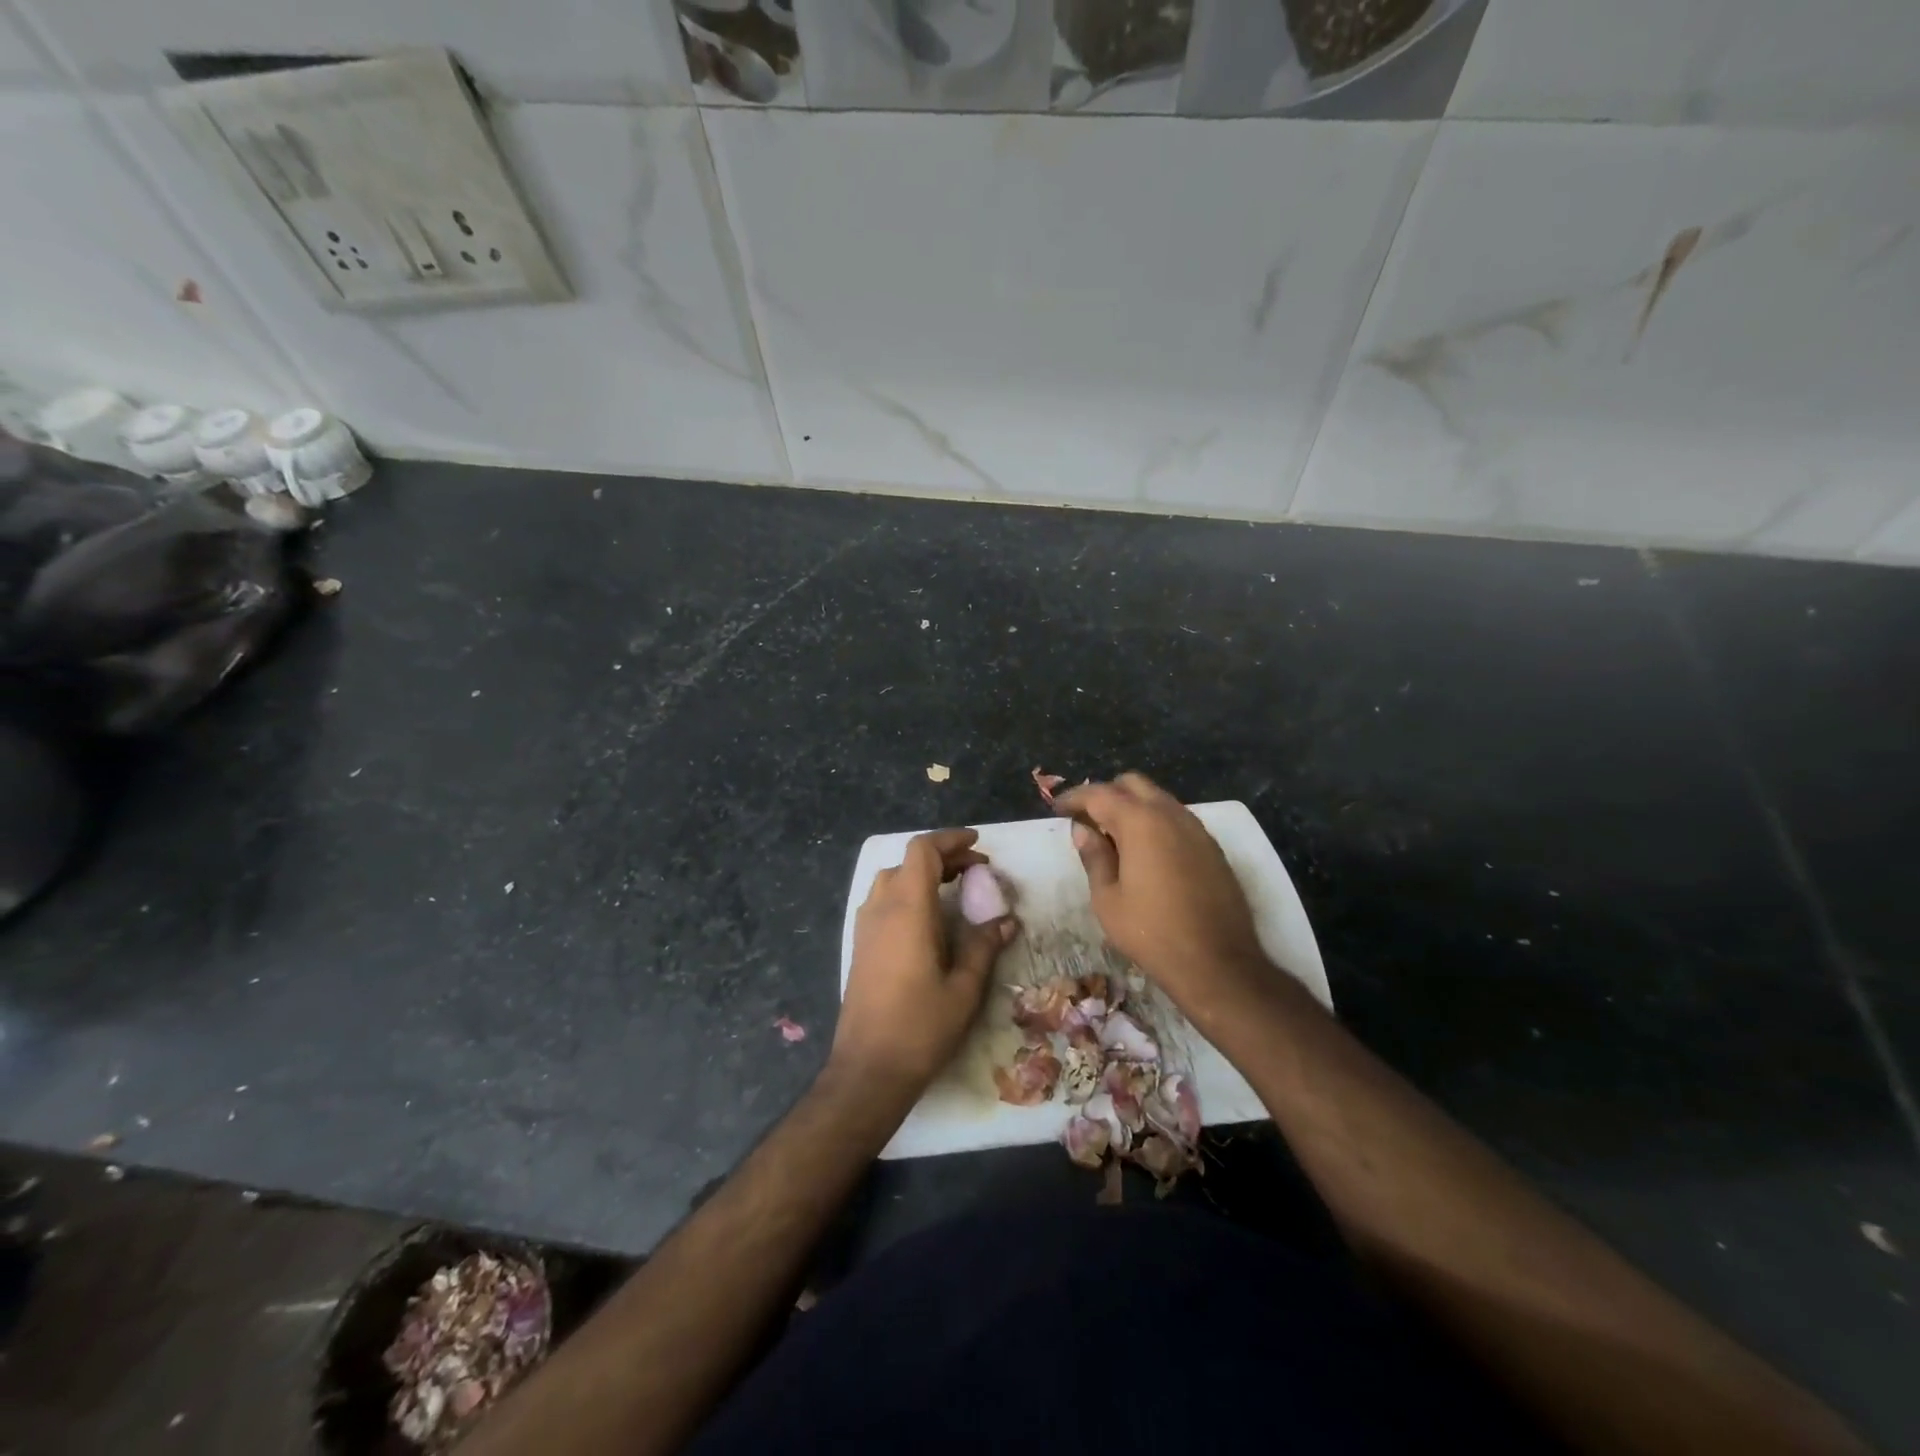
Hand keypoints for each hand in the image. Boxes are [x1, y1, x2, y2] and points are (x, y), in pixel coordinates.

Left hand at [832, 829, 1018, 1102]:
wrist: (868, 1069)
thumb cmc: (921, 1027)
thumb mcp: (965, 988)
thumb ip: (985, 946)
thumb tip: (1007, 920)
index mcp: (907, 909)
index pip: (923, 851)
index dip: (950, 840)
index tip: (978, 846)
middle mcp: (881, 908)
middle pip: (908, 861)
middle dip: (943, 857)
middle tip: (976, 872)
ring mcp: (865, 926)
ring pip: (892, 879)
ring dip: (922, 875)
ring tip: (955, 891)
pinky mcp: (860, 945)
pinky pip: (882, 901)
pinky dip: (907, 893)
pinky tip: (928, 920)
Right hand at [1052, 773, 1276, 1025]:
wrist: (1218, 963)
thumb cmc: (1152, 933)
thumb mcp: (1108, 899)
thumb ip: (1094, 857)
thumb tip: (1083, 830)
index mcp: (1140, 822)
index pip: (1100, 794)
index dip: (1074, 798)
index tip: (1058, 809)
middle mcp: (1170, 814)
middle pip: (1132, 784)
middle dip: (1106, 794)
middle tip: (1087, 820)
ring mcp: (1196, 828)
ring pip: (1158, 798)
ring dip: (1132, 806)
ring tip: (1113, 836)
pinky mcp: (1212, 847)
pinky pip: (1176, 818)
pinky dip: (1155, 821)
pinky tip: (1145, 851)